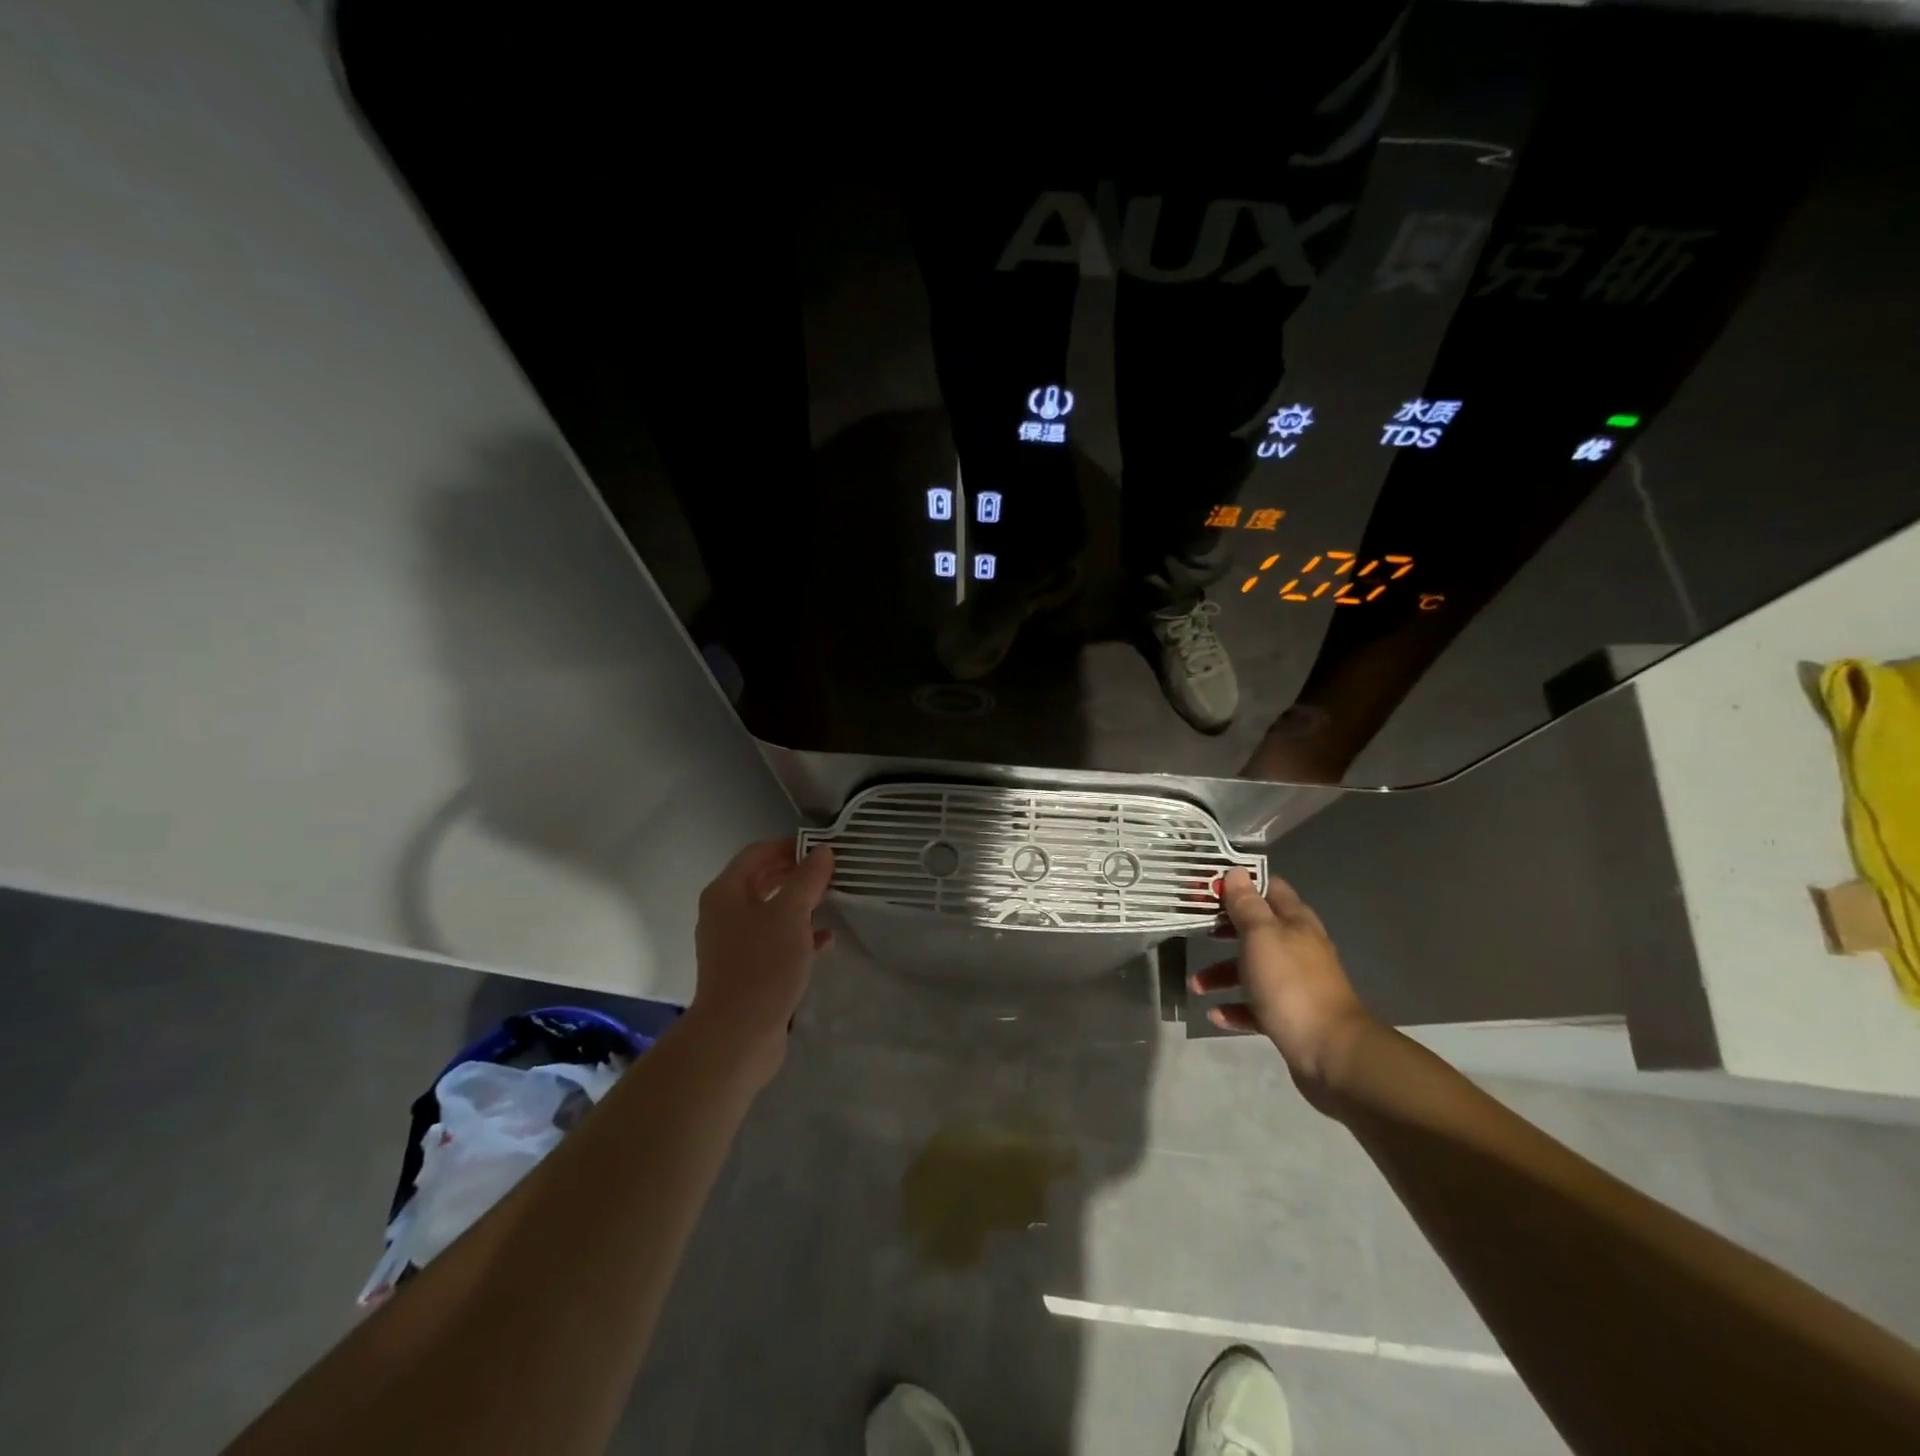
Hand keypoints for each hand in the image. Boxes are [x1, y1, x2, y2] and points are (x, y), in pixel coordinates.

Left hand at [687, 837, 834, 1084]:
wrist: (737, 1034)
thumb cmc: (763, 964)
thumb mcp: (791, 914)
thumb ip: (807, 879)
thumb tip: (822, 850)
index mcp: (726, 891)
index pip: (757, 853)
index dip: (789, 846)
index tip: (822, 848)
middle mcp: (724, 912)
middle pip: (762, 881)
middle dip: (796, 875)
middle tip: (831, 872)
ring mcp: (733, 943)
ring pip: (770, 912)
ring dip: (799, 905)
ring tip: (832, 900)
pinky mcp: (746, 970)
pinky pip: (774, 941)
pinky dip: (798, 936)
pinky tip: (825, 940)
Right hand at [1192, 869, 1374, 1099]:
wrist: (1330, 1052)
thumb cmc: (1291, 984)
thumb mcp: (1261, 936)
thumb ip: (1246, 906)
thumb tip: (1236, 872)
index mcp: (1295, 923)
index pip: (1269, 889)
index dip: (1240, 884)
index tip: (1209, 886)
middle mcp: (1297, 948)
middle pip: (1257, 930)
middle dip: (1224, 929)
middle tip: (1195, 929)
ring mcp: (1295, 984)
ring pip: (1253, 969)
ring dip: (1222, 973)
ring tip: (1196, 985)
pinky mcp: (1290, 1016)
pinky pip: (1256, 1006)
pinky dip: (1235, 1008)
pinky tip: (1216, 1015)